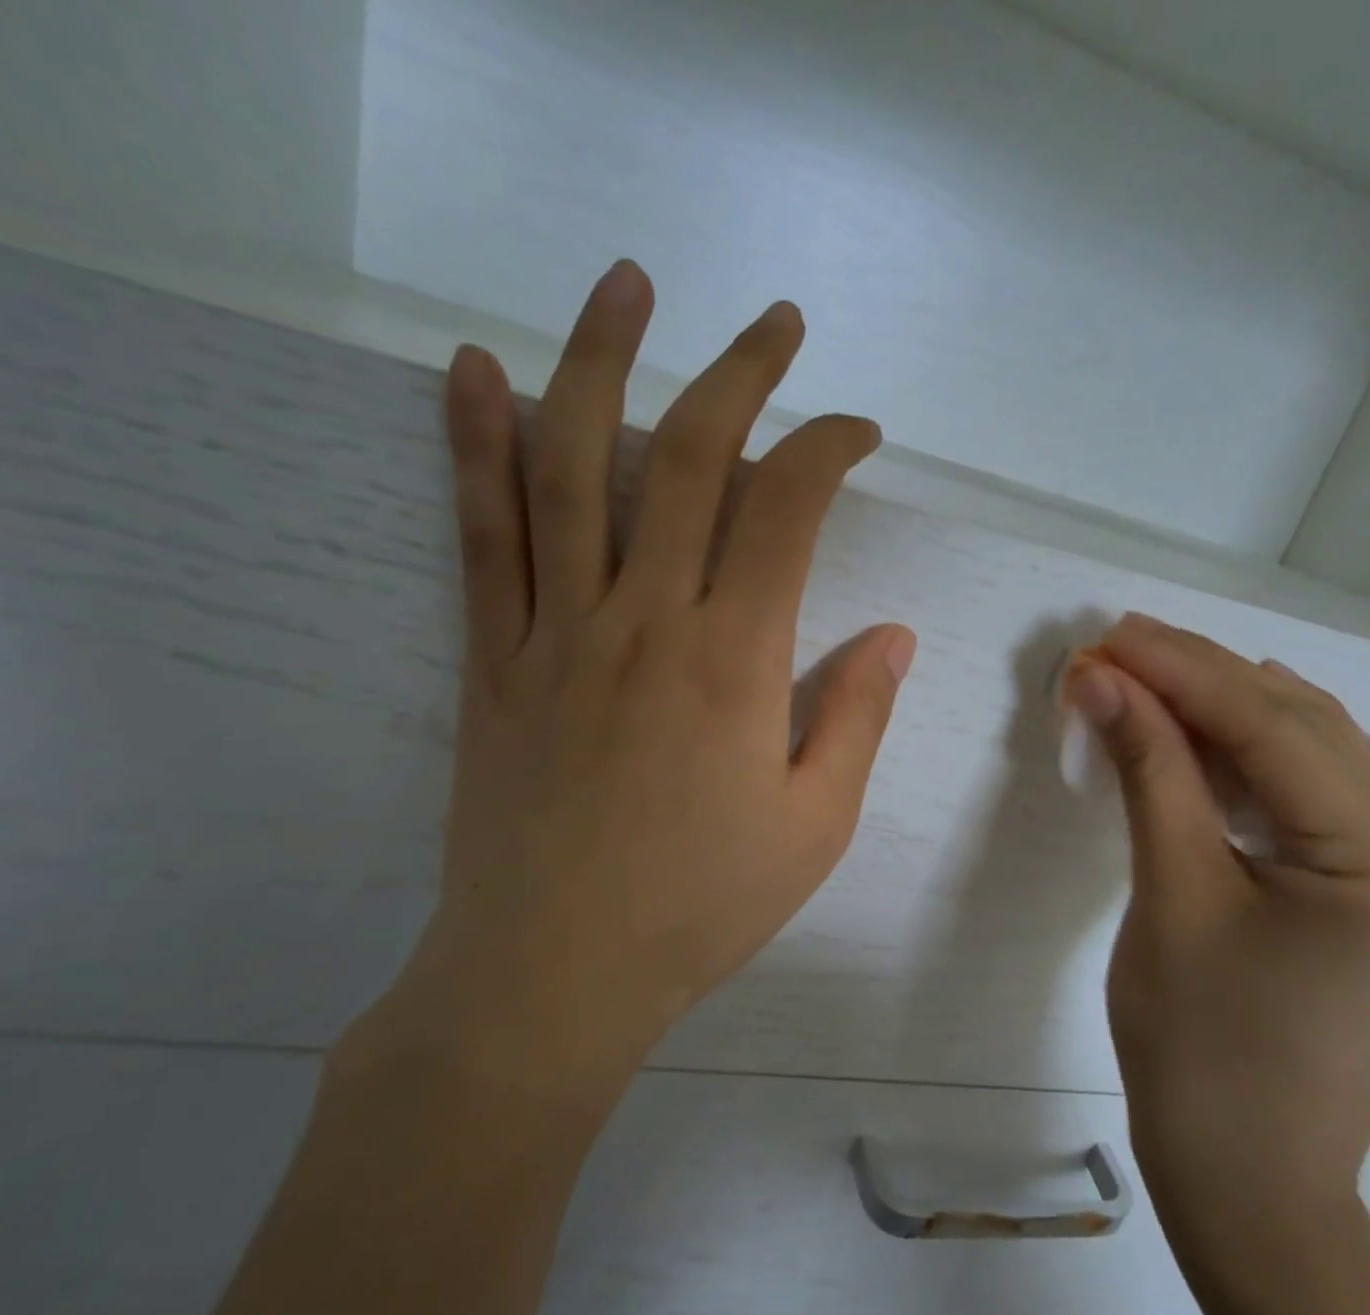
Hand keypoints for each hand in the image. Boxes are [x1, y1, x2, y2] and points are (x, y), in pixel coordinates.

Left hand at [355, 262, 914, 1098]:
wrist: (553, 973)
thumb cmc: (699, 909)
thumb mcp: (815, 826)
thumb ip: (856, 718)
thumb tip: (894, 634)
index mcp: (735, 661)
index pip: (788, 507)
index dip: (828, 446)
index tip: (856, 431)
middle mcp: (644, 619)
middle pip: (690, 456)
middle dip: (741, 373)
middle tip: (775, 324)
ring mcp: (556, 629)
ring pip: (574, 464)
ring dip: (602, 359)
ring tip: (627, 284)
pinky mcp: (494, 658)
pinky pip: (482, 533)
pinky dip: (475, 444)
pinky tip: (475, 371)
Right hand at [1063, 614, 1369, 1212]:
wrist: (1243, 1181)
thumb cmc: (1197, 1049)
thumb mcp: (1170, 894)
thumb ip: (1147, 771)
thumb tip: (1100, 679)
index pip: (1279, 737)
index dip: (1185, 674)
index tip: (1110, 636)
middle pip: (1308, 739)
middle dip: (1206, 682)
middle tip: (1120, 642)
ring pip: (1313, 766)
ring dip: (1226, 716)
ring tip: (1147, 672)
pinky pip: (1311, 808)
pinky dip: (1246, 767)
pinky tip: (1198, 733)